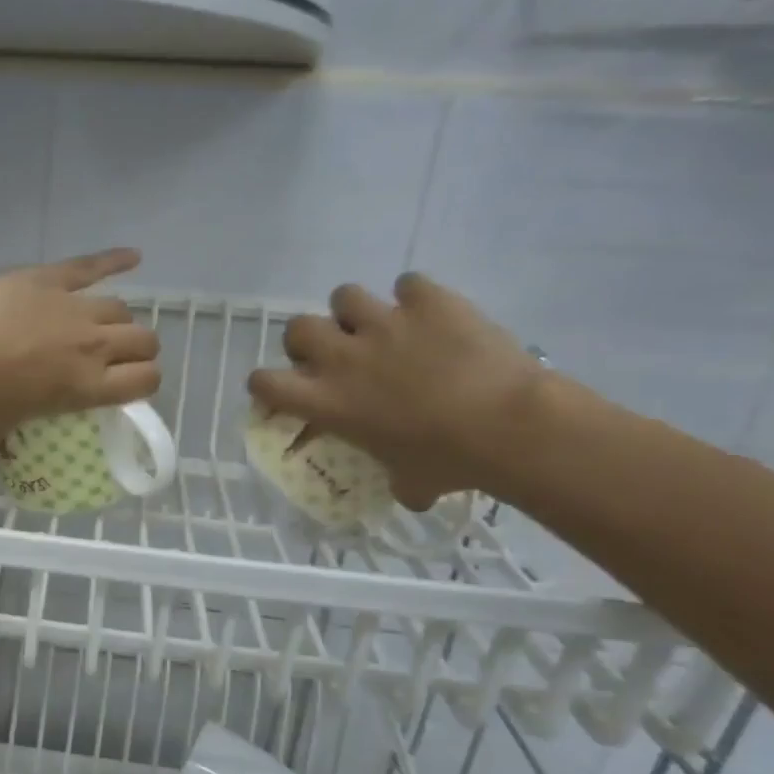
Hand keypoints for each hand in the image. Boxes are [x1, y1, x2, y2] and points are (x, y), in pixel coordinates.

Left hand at [0, 249, 160, 454]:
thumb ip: (0, 441)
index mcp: (87, 387)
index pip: (145, 381)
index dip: (144, 382)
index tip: (130, 384)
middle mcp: (93, 345)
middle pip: (143, 340)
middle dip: (139, 349)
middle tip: (119, 356)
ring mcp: (73, 307)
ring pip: (121, 308)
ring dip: (118, 319)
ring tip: (104, 324)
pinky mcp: (48, 279)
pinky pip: (91, 266)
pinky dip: (115, 260)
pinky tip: (134, 256)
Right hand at [246, 273, 545, 508]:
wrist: (509, 425)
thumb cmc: (449, 462)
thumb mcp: (407, 481)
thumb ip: (393, 477)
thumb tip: (408, 489)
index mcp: (327, 401)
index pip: (264, 382)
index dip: (268, 384)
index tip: (286, 391)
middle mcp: (343, 357)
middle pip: (297, 327)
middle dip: (310, 339)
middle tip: (336, 354)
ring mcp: (384, 323)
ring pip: (344, 295)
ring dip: (357, 311)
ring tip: (383, 327)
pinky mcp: (428, 300)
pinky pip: (409, 283)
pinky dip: (417, 298)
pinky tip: (434, 316)